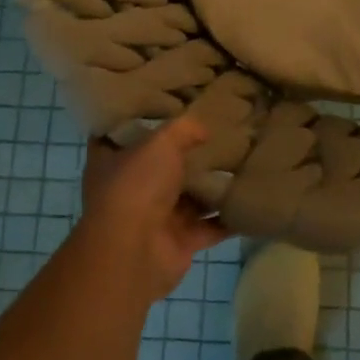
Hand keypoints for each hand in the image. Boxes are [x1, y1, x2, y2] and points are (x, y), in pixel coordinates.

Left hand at [80, 116, 227, 303]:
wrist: (134, 252)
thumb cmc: (137, 185)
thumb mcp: (161, 141)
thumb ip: (183, 129)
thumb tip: (202, 130)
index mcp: (111, 163)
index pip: (119, 136)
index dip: (139, 121)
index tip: (164, 107)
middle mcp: (129, 190)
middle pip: (158, 168)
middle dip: (183, 156)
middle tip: (216, 134)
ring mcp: (153, 219)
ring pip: (186, 198)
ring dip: (209, 187)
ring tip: (241, 164)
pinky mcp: (177, 243)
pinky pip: (208, 227)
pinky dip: (227, 218)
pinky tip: (248, 199)